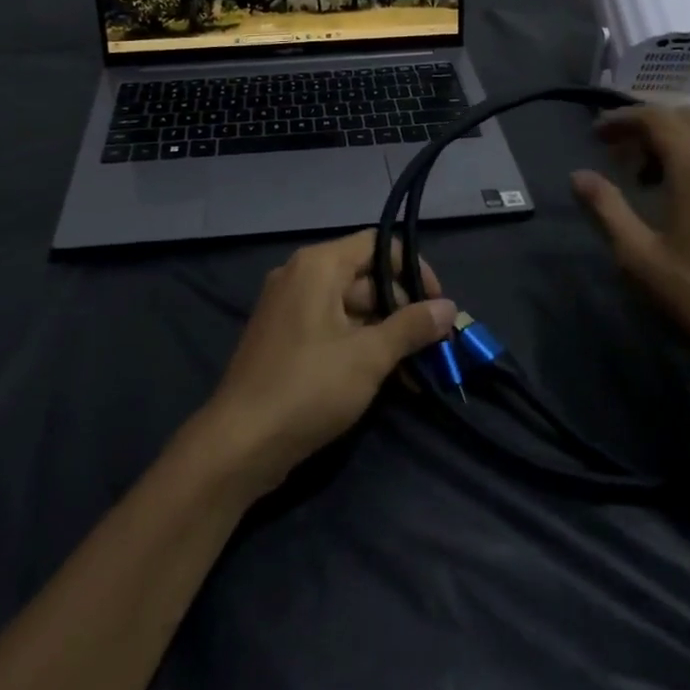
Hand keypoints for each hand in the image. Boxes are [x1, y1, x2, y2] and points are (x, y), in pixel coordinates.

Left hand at [203, 229, 456, 493]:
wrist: (239, 444)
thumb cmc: (308, 388)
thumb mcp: (369, 357)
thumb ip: (411, 327)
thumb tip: (449, 308)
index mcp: (318, 265)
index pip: (377, 245)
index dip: (413, 269)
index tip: (438, 305)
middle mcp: (300, 276)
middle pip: (365, 277)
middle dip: (403, 310)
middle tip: (434, 345)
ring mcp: (289, 308)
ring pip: (351, 308)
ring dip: (386, 334)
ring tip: (418, 371)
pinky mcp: (284, 339)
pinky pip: (332, 329)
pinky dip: (360, 346)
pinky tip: (388, 380)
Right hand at [571, 105, 689, 439]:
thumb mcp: (638, 256)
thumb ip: (606, 208)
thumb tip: (579, 176)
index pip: (658, 118)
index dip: (623, 119)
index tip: (597, 135)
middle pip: (687, 116)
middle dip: (649, 123)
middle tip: (619, 150)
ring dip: (677, 136)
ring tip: (649, 169)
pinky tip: (685, 186)